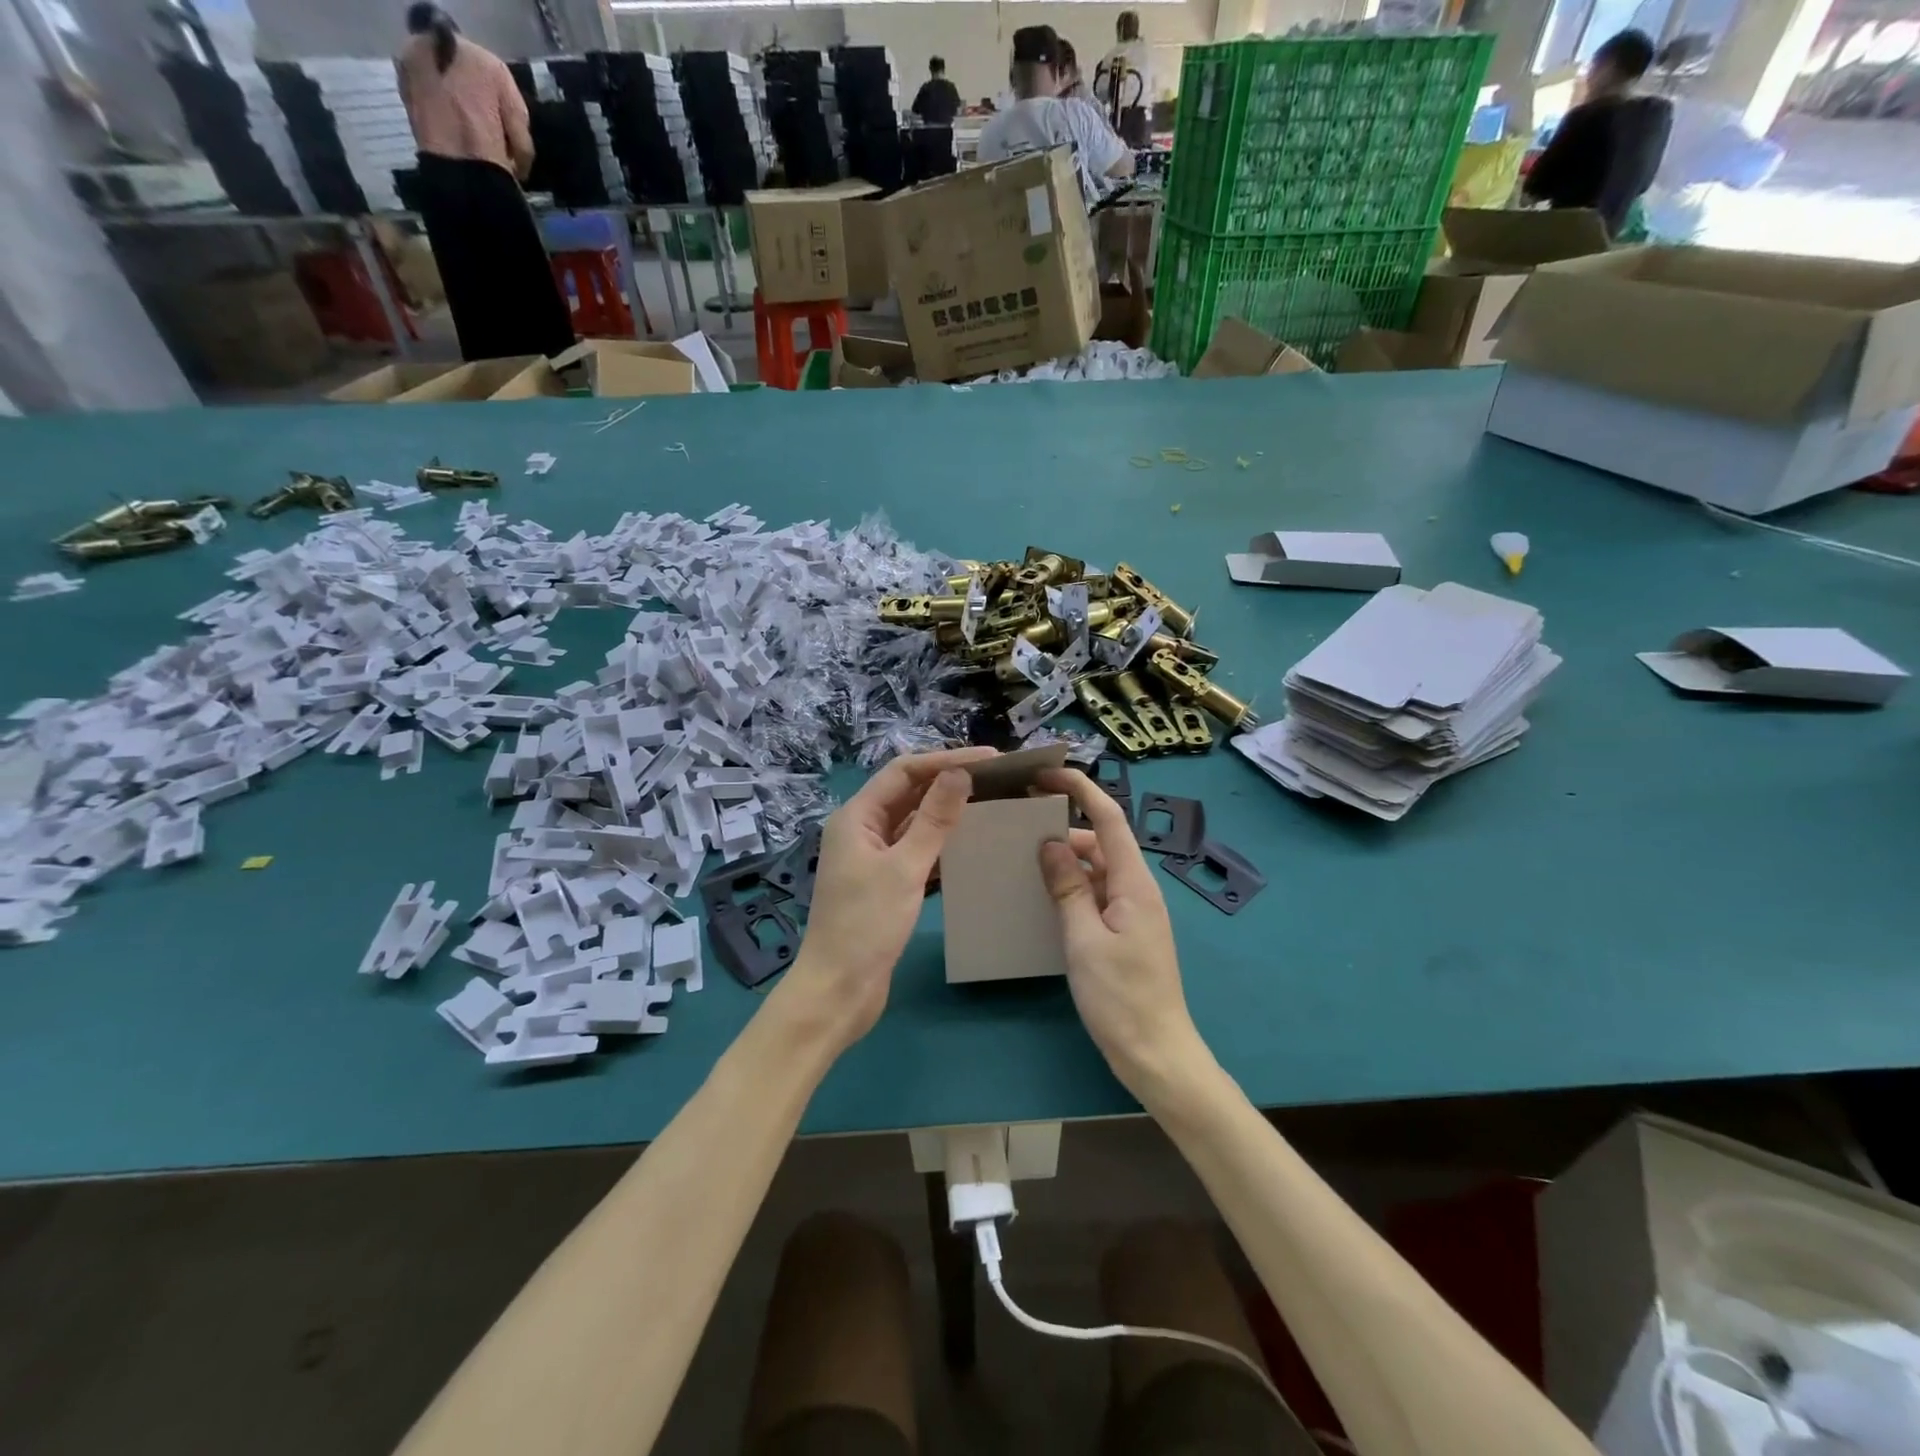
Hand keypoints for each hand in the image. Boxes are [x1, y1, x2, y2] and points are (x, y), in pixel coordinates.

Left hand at [776, 746, 996, 1051]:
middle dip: (949, 783)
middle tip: (996, 780)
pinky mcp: (884, 884)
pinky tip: (971, 846)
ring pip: (914, 823)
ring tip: (990, 805)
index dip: (946, 760)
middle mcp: (862, 830)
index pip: (904, 771)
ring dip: (947, 813)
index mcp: (857, 817)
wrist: (838, 991)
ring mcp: (872, 858)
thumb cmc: (866, 926)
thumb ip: (934, 820)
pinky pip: (916, 851)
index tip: (990, 758)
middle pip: (908, 793)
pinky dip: (941, 845)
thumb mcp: (904, 868)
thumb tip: (960, 774)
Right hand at [1037, 768, 1212, 1105]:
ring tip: (1022, 860)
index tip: (1045, 774)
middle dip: (1064, 828)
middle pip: (1100, 842)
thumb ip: (1067, 888)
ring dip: (1065, 861)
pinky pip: (1096, 895)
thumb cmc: (1120, 997)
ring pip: (1096, 870)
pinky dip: (1072, 888)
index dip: (1080, 789)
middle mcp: (1137, 889)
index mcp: (1134, 883)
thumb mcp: (1084, 940)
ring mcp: (1133, 911)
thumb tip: (1050, 843)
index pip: (1108, 818)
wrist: (1156, 1053)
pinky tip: (1043, 897)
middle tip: (1019, 825)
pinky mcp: (1126, 932)